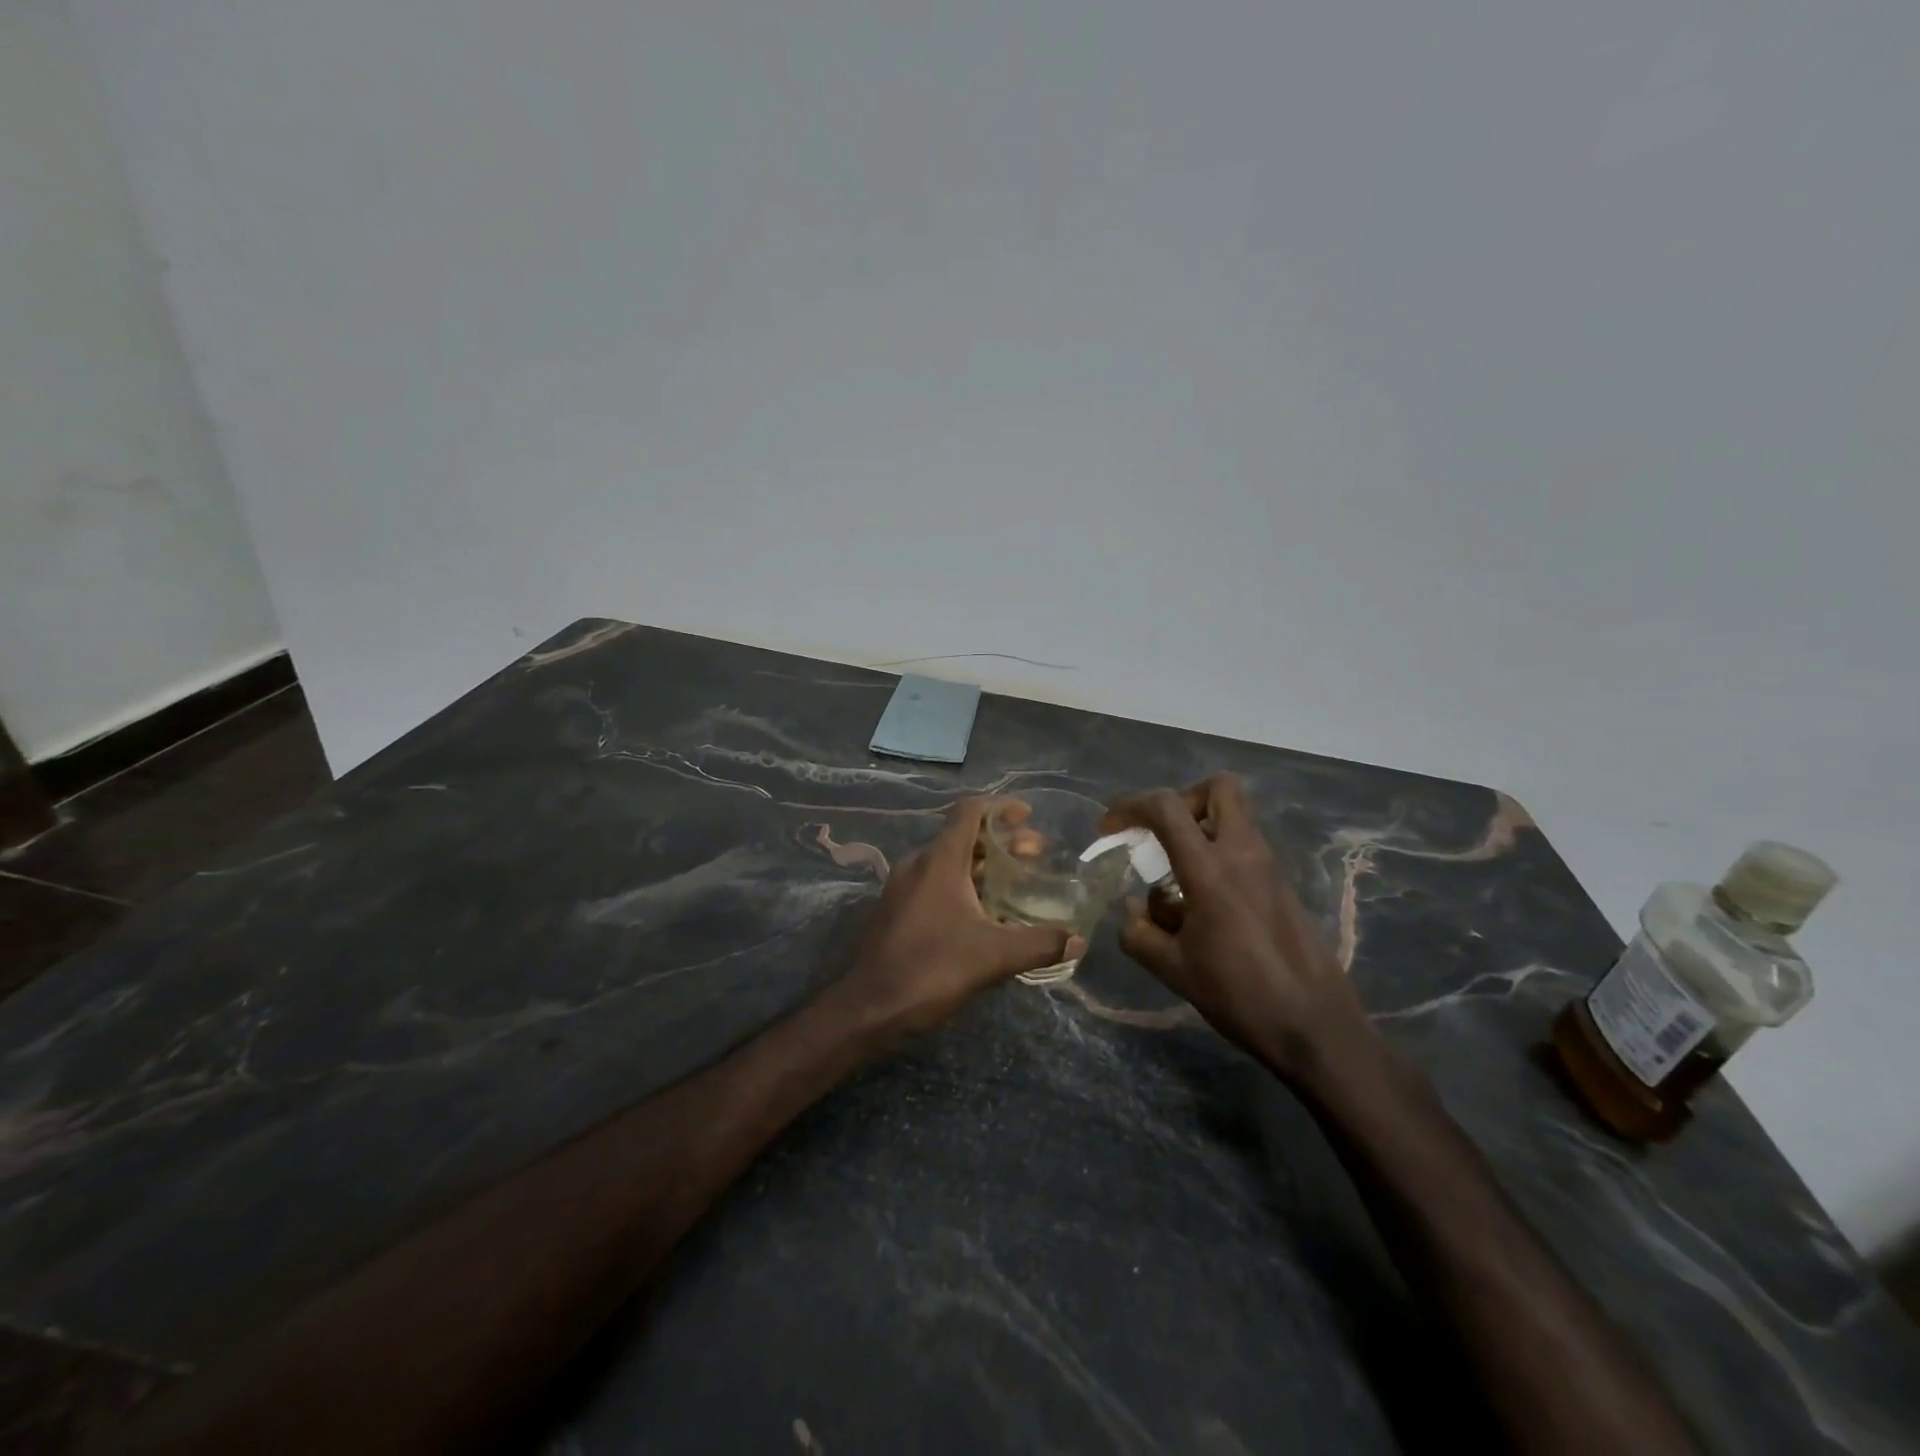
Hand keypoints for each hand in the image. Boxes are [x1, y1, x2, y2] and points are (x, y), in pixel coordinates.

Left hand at [844, 798, 1080, 1033]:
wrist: (871, 1006)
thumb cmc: (933, 968)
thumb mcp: (994, 956)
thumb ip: (1040, 943)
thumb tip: (1079, 940)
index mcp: (939, 860)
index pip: (970, 811)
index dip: (1001, 807)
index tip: (1028, 815)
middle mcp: (918, 863)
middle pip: (963, 836)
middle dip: (1000, 840)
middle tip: (1035, 854)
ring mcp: (903, 886)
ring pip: (948, 860)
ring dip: (982, 864)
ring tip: (1016, 879)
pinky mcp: (897, 908)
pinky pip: (936, 881)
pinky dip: (964, 882)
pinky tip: (985, 910)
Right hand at [1101, 775, 1381, 1088]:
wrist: (1316, 1027)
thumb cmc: (1240, 996)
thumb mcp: (1173, 970)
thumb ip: (1139, 933)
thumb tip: (1132, 908)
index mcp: (1211, 870)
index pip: (1167, 808)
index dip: (1130, 806)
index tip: (1110, 830)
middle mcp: (1244, 854)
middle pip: (1219, 788)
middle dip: (1182, 800)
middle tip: (1161, 834)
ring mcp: (1270, 866)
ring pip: (1235, 816)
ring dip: (1200, 828)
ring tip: (1176, 874)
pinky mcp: (1283, 884)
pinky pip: (1245, 846)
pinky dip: (1218, 853)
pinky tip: (1204, 901)